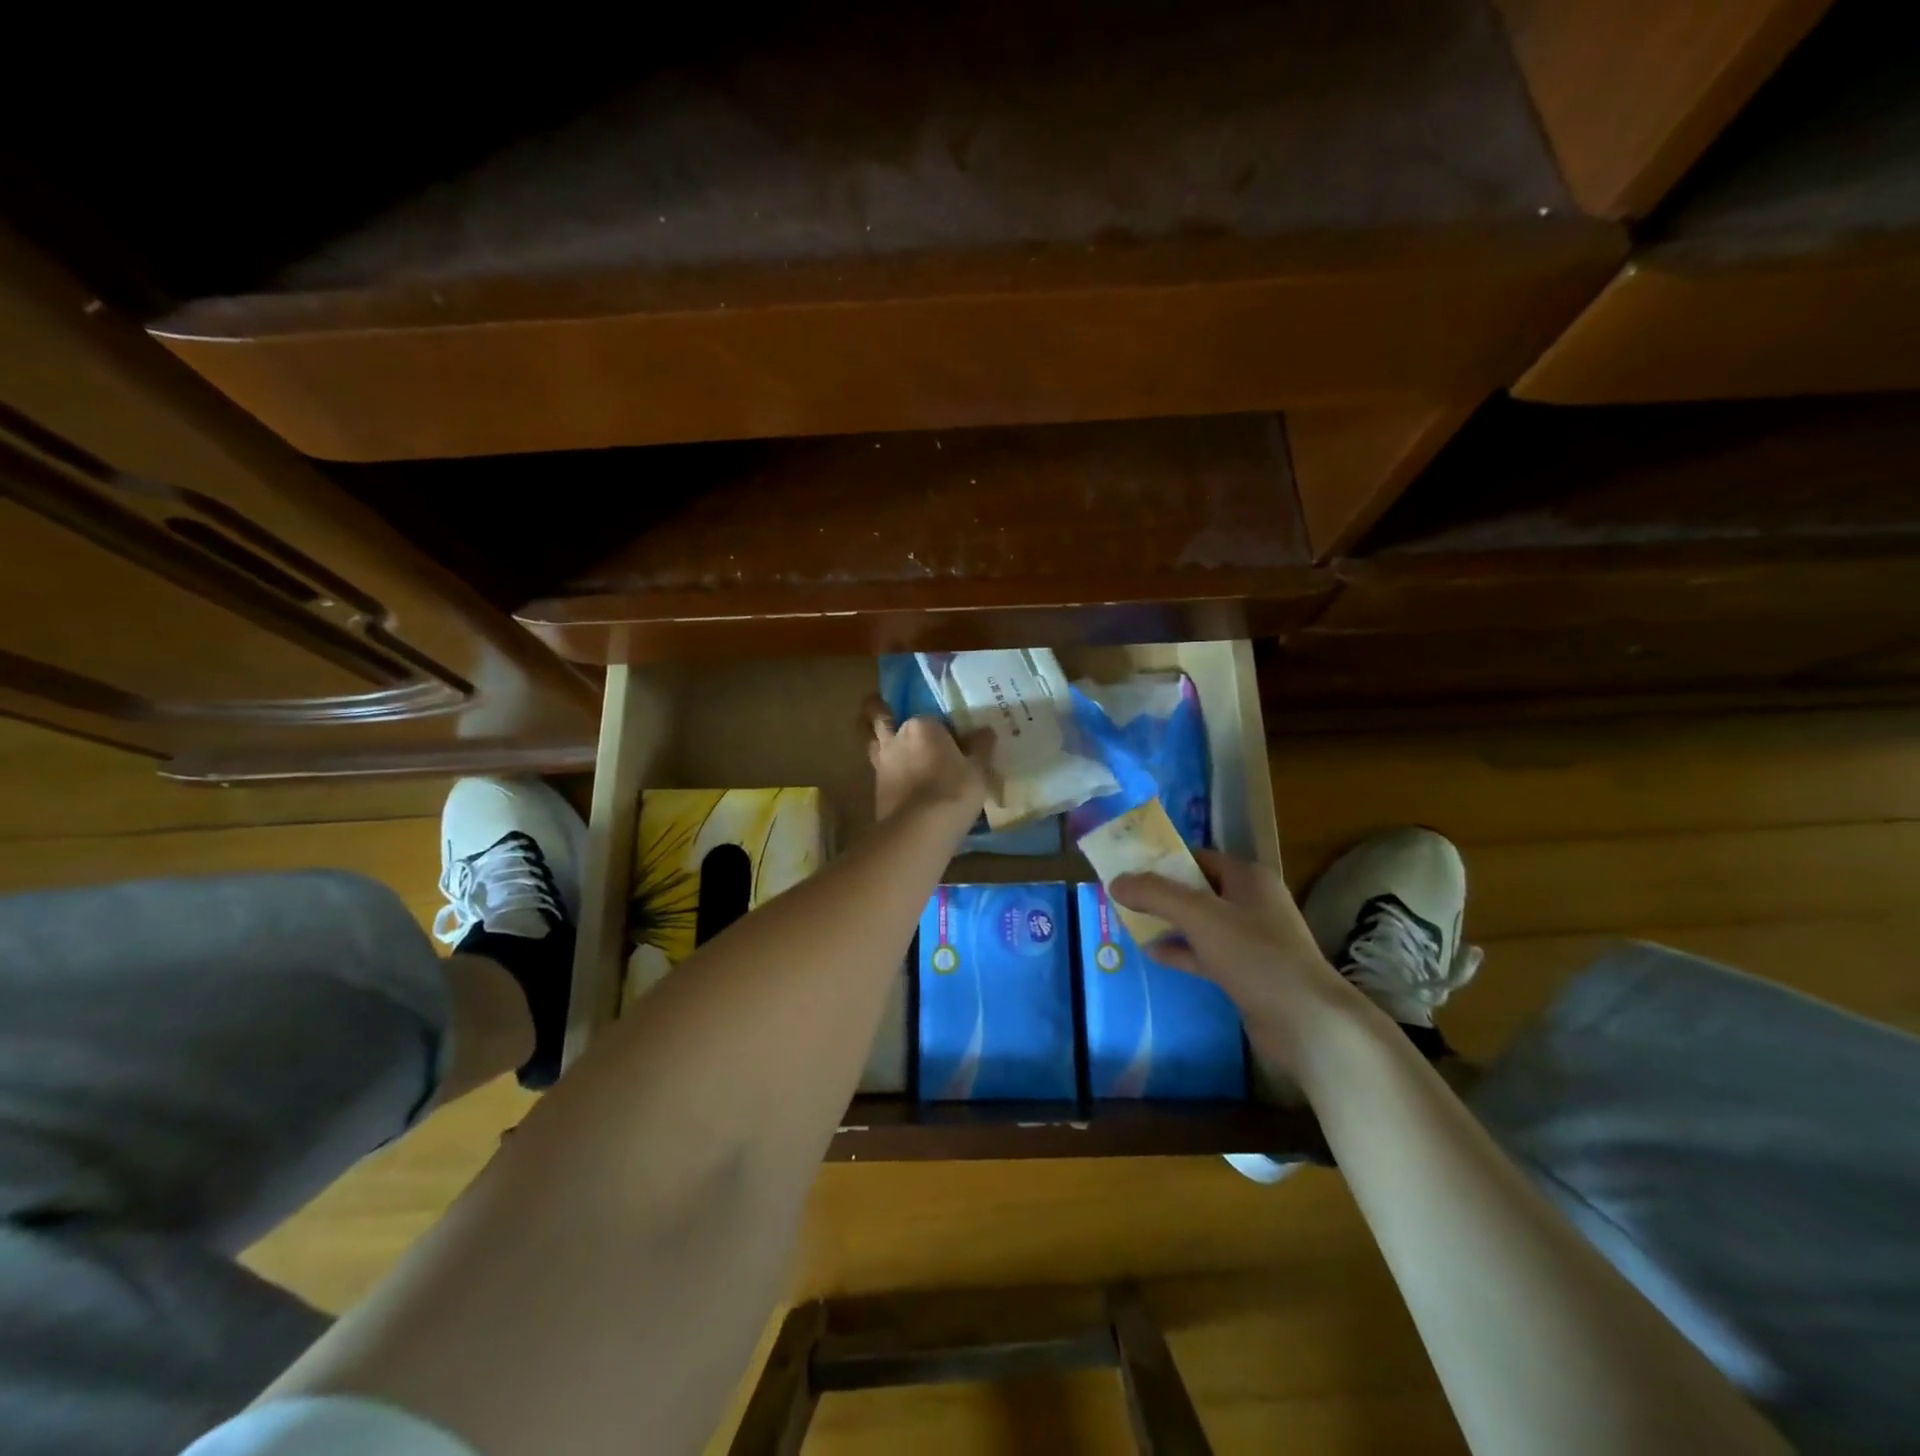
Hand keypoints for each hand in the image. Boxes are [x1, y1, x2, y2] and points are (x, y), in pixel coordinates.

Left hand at [862, 697, 991, 826]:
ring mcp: (882, 764)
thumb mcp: (978, 770)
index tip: (953, 740)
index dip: (942, 729)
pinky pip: (881, 772)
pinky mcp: (876, 789)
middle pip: (884, 720)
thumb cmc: (954, 790)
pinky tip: (897, 779)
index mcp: (922, 726)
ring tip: (890, 747)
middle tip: (885, 713)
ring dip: (878, 741)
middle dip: (883, 714)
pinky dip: (887, 772)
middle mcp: (897, 739)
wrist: (919, 829)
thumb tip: (986, 731)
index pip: (931, 719)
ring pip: (874, 744)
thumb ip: (981, 748)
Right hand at [1110, 849, 1357, 1050]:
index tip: (1129, 868)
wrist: (1306, 1020)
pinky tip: (1152, 954)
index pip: (1198, 857)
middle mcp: (1252, 902)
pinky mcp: (1248, 971)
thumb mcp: (1198, 915)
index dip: (1163, 860)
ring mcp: (1252, 939)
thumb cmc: (1253, 953)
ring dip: (1169, 923)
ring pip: (1201, 923)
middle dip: (1162, 894)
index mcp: (1248, 877)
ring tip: (1130, 924)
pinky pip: (1207, 953)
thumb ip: (1154, 894)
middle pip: (1197, 889)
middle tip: (1124, 897)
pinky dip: (1182, 951)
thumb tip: (1115, 881)